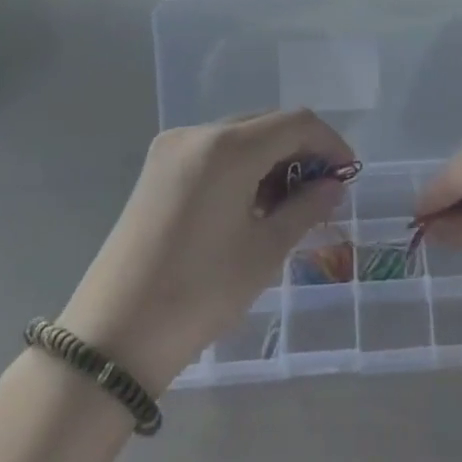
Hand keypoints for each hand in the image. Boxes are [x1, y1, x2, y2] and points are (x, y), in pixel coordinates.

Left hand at [59, 111, 354, 394]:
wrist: (113, 339)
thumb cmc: (199, 293)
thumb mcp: (264, 251)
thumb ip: (306, 207)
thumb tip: (334, 185)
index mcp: (227, 147)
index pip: (295, 122)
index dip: (329, 142)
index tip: (348, 175)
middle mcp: (197, 133)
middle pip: (266, 123)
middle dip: (301, 150)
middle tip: (322, 192)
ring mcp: (171, 148)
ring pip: (239, 136)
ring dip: (271, 158)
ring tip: (288, 203)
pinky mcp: (157, 169)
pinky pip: (213, 152)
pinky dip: (241, 166)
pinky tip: (251, 203)